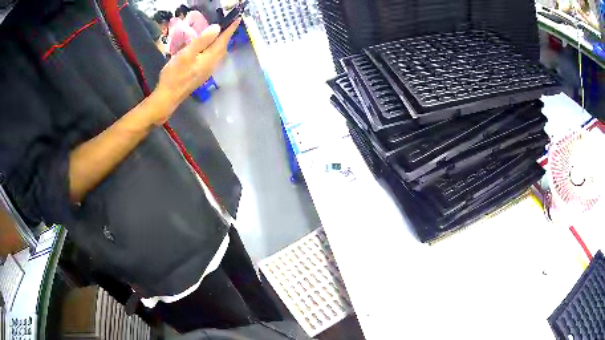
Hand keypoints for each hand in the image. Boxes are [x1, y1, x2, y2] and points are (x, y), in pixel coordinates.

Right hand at [151, 19, 240, 124]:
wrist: (168, 97)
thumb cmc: (174, 75)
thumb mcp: (186, 55)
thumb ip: (201, 41)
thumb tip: (217, 28)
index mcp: (210, 58)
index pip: (223, 40)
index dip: (230, 28)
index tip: (237, 18)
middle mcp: (212, 65)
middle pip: (223, 47)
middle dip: (227, 35)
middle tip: (229, 24)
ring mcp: (207, 71)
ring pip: (219, 53)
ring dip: (221, 42)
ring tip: (220, 33)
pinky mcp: (201, 75)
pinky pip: (213, 58)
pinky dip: (214, 49)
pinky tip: (208, 48)